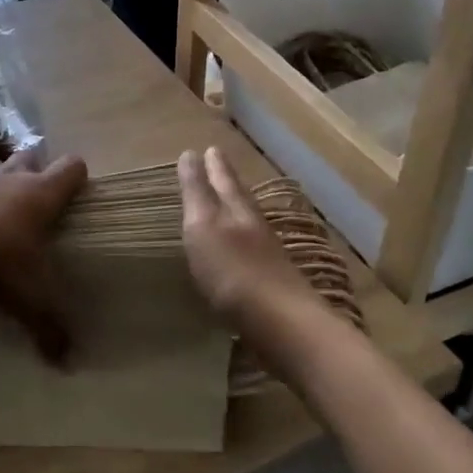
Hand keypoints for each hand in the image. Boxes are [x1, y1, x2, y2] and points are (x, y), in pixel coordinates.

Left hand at [0, 149, 88, 362]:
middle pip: (31, 155)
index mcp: (41, 194)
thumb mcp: (29, 299)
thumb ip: (50, 326)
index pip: (72, 167)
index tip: (75, 192)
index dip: (76, 176)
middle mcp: (11, 176)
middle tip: (32, 201)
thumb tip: (67, 363)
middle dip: (34, 171)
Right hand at [177, 148, 325, 372]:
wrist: (281, 324)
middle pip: (240, 198)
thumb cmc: (233, 271)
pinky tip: (239, 251)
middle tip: (219, 167)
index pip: (224, 180)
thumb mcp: (204, 226)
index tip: (209, 148)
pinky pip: (253, 251)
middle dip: (228, 183)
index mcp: (238, 210)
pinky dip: (242, 242)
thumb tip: (191, 153)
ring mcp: (268, 256)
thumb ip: (197, 192)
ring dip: (236, 210)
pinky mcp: (272, 284)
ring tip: (226, 204)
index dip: (214, 166)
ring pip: (249, 222)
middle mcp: (256, 227)